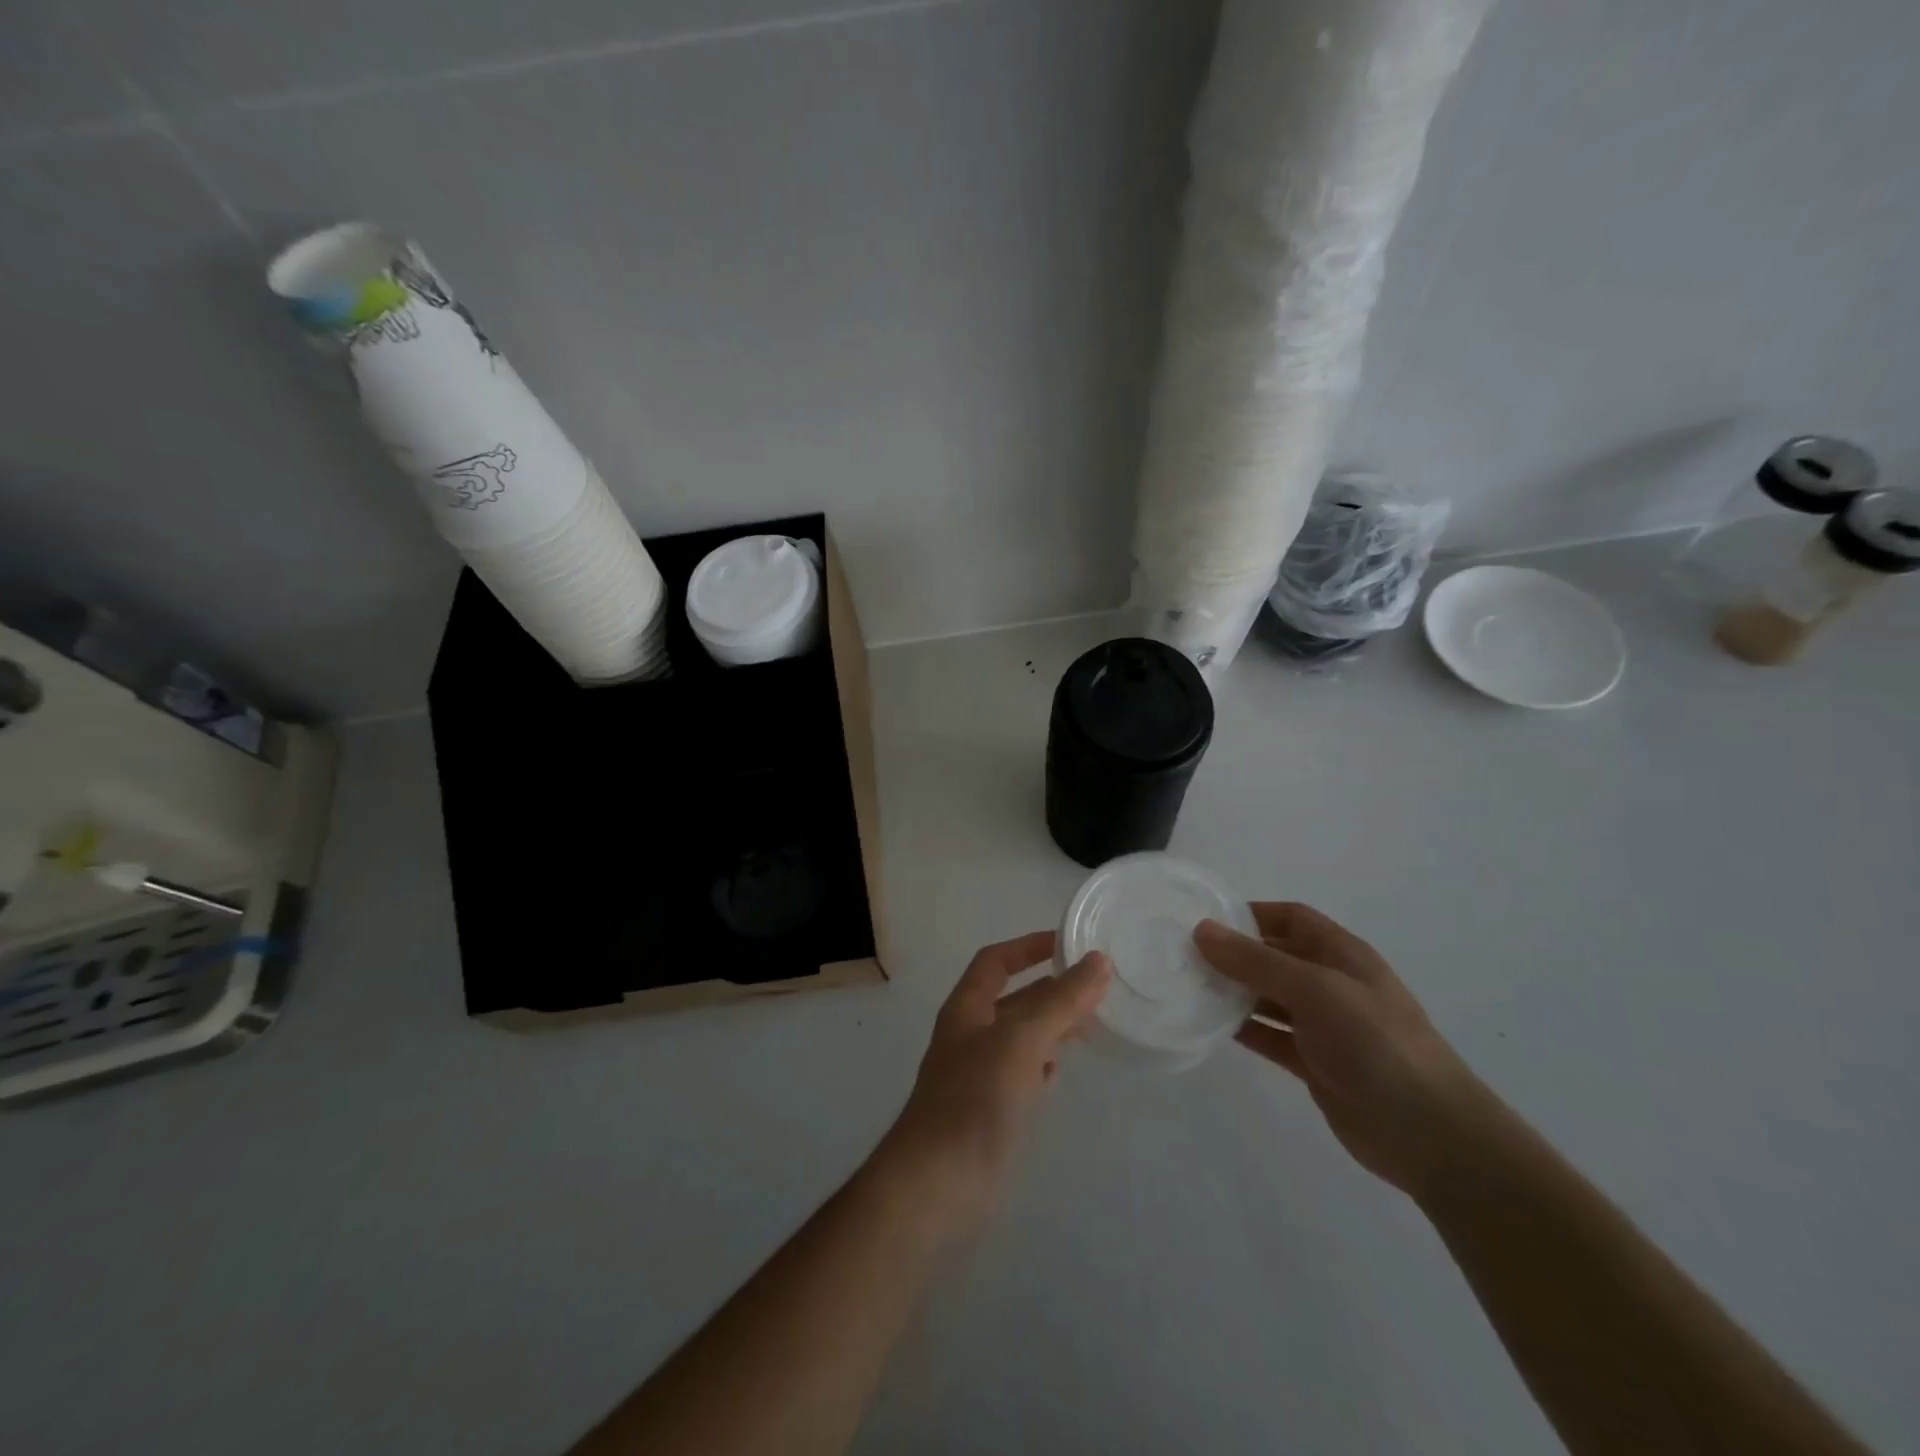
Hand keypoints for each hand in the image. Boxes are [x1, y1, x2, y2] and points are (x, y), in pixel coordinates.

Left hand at [877, 932, 1110, 1234]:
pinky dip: (1041, 1067)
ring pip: (1020, 1038)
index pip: (995, 961)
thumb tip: (1098, 961)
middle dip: (1050, 990)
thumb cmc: (976, 1099)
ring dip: (1051, 1027)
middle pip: (1013, 1000)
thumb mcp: (1022, 1040)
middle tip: (1096, 989)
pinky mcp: (989, 1113)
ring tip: (1090, 1025)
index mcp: (967, 1009)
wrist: (938, 1184)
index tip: (1067, 943)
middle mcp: (969, 1036)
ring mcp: (978, 1076)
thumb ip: (1060, 1001)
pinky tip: (1058, 1073)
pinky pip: (1019, 1075)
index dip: (1027, 947)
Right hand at [1195, 903, 1492, 1195]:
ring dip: (1233, 991)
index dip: (1250, 914)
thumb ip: (1256, 961)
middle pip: (1274, 956)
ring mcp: (1324, 1026)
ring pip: (1268, 997)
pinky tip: (1209, 1026)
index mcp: (1341, 954)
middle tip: (1182, 955)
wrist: (1432, 1134)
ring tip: (1187, 988)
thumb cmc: (1376, 1044)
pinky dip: (1242, 1029)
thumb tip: (1202, 930)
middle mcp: (1331, 983)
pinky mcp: (1315, 1063)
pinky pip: (1270, 1036)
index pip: (1290, 918)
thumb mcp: (1315, 990)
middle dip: (1233, 954)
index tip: (1204, 920)